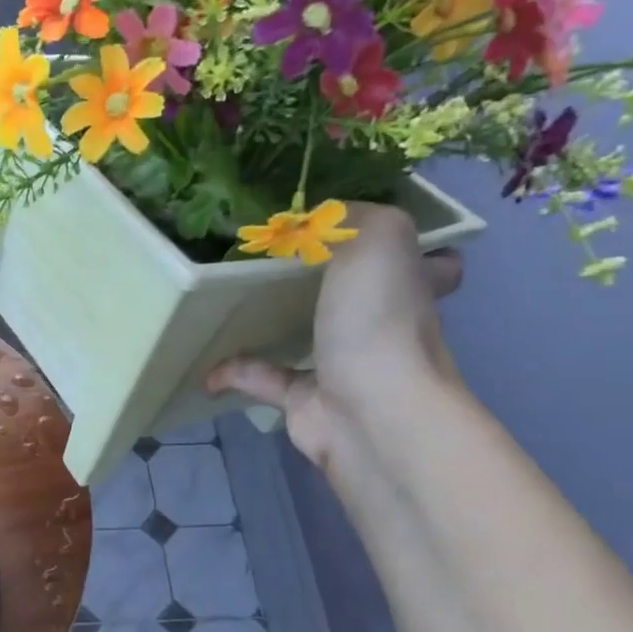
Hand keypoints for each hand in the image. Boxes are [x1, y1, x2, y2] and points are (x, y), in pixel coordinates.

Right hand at [208, 204, 463, 468]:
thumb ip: (349, 216)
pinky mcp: (307, 400)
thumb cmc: (379, 320)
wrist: (371, 414)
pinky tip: (206, 362)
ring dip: (273, 322)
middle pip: (359, 296)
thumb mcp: (377, 238)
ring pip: (308, 336)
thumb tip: (313, 219)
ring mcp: (344, 365)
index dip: (403, 248)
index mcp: (408, 286)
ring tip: (232, 300)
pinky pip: (263, 378)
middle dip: (325, 278)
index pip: (426, 264)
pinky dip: (233, 370)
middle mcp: (383, 325)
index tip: (361, 232)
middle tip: (277, 257)